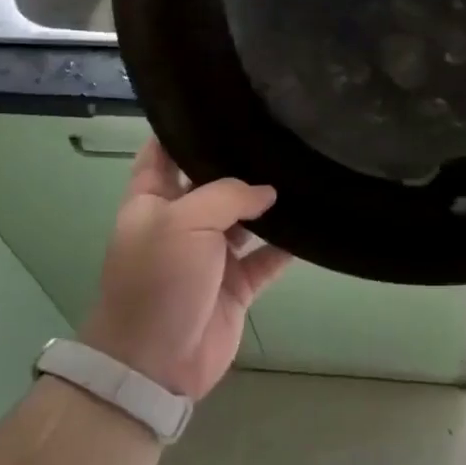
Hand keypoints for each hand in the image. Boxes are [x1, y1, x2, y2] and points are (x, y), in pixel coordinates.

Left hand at [81, 140, 291, 399]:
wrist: (156, 362)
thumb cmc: (158, 281)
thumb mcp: (183, 223)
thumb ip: (228, 196)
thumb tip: (267, 192)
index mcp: (152, 201)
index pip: (163, 152)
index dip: (183, 128)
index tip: (220, 102)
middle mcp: (181, 222)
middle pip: (212, 183)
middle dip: (240, 163)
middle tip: (280, 130)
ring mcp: (210, 255)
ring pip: (245, 220)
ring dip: (270, 204)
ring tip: (305, 170)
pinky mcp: (236, 285)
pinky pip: (267, 258)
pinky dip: (288, 245)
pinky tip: (313, 223)